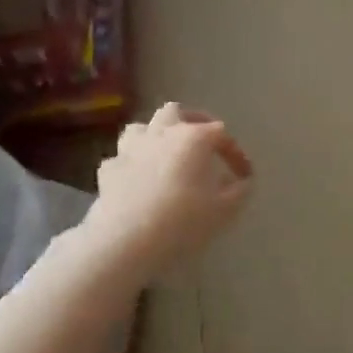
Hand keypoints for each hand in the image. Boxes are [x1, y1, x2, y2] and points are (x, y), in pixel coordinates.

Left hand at [84, 103, 253, 282]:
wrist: (126, 240)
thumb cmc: (183, 221)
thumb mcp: (224, 211)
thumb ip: (238, 191)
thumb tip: (241, 182)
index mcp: (193, 138)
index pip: (221, 134)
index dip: (235, 153)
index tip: (244, 176)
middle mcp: (161, 133)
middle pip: (175, 112)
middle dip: (190, 122)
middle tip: (201, 142)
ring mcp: (130, 149)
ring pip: (142, 127)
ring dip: (155, 136)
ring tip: (165, 155)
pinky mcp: (108, 170)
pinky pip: (123, 158)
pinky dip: (133, 164)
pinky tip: (138, 180)